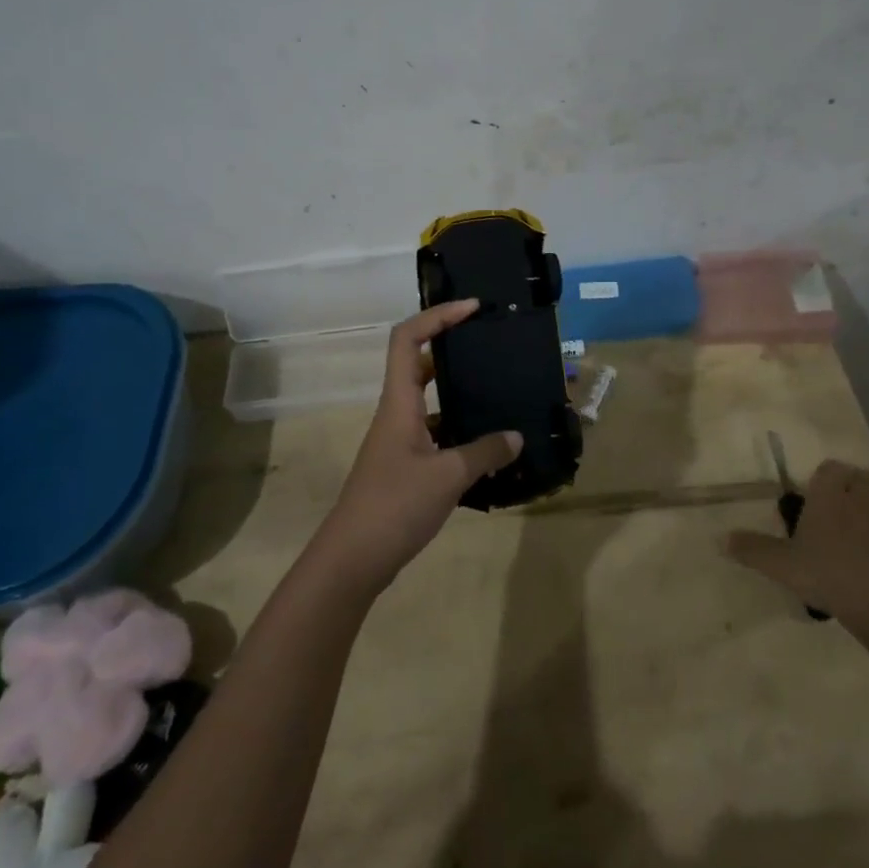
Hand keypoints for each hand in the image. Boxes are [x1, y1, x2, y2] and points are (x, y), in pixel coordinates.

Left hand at [312, 299, 521, 594]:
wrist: (352, 560)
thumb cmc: (395, 506)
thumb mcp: (448, 476)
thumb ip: (485, 453)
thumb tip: (516, 437)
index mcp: (399, 403)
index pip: (408, 339)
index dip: (437, 316)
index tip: (472, 308)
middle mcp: (396, 414)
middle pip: (418, 364)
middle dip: (451, 347)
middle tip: (489, 345)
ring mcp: (398, 441)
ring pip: (428, 401)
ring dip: (457, 392)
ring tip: (497, 392)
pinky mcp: (404, 467)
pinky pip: (434, 433)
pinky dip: (458, 431)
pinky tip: (486, 446)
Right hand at [724, 460, 868, 636]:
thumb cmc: (830, 573)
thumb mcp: (782, 565)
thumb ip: (752, 549)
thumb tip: (719, 538)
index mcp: (829, 495)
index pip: (830, 468)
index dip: (821, 475)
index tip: (809, 492)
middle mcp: (859, 501)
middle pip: (857, 480)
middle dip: (845, 489)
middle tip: (826, 508)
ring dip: (861, 512)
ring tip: (842, 535)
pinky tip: (860, 561)